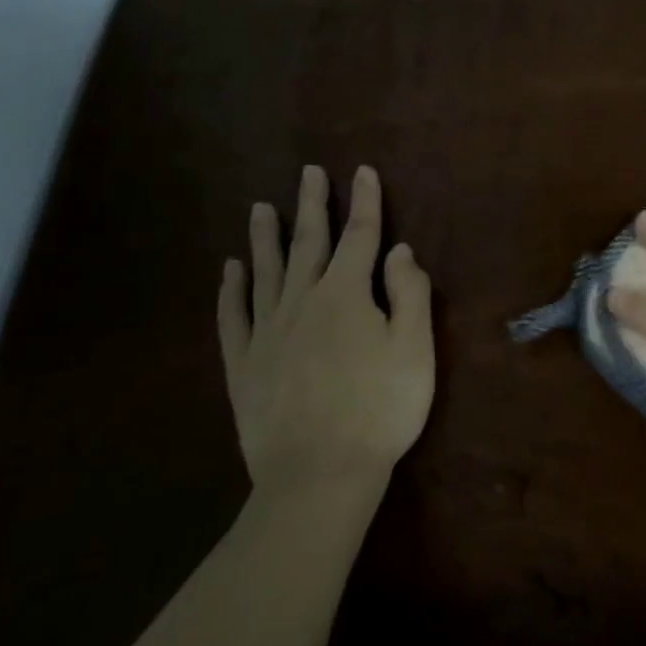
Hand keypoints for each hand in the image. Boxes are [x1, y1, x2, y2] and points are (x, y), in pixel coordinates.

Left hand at [216, 165, 433, 489]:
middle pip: (308, 243)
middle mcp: (302, 301)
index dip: (365, 202)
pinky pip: (233, 317)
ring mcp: (267, 332)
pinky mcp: (243, 364)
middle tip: (308, 172)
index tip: (363, 171)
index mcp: (346, 294)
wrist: (319, 474)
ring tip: (260, 208)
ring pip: (265, 271)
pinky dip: (231, 290)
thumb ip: (409, 293)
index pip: (359, 236)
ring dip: (265, 237)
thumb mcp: (414, 348)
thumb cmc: (381, 409)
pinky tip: (231, 270)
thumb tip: (399, 250)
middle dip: (312, 205)